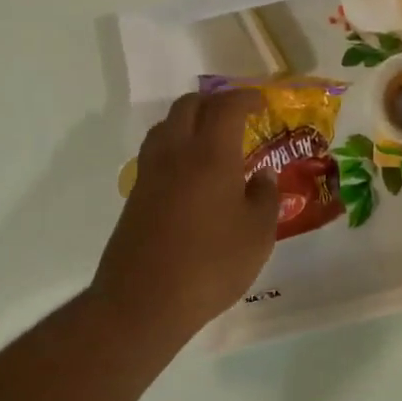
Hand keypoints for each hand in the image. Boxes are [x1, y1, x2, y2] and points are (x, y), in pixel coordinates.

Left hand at [91, 89, 278, 343]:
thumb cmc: (212, 264)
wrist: (143, 302)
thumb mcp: (258, 234)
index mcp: (211, 155)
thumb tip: (262, 176)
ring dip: (190, 121)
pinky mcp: (136, 196)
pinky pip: (157, 153)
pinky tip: (192, 173)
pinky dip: (176, 147)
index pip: (226, 107)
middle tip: (238, 116)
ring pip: (166, 126)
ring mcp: (150, 174)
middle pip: (189, 106)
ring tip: (213, 140)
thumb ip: (265, 197)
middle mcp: (176, 153)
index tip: (262, 103)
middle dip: (215, 103)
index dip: (245, 98)